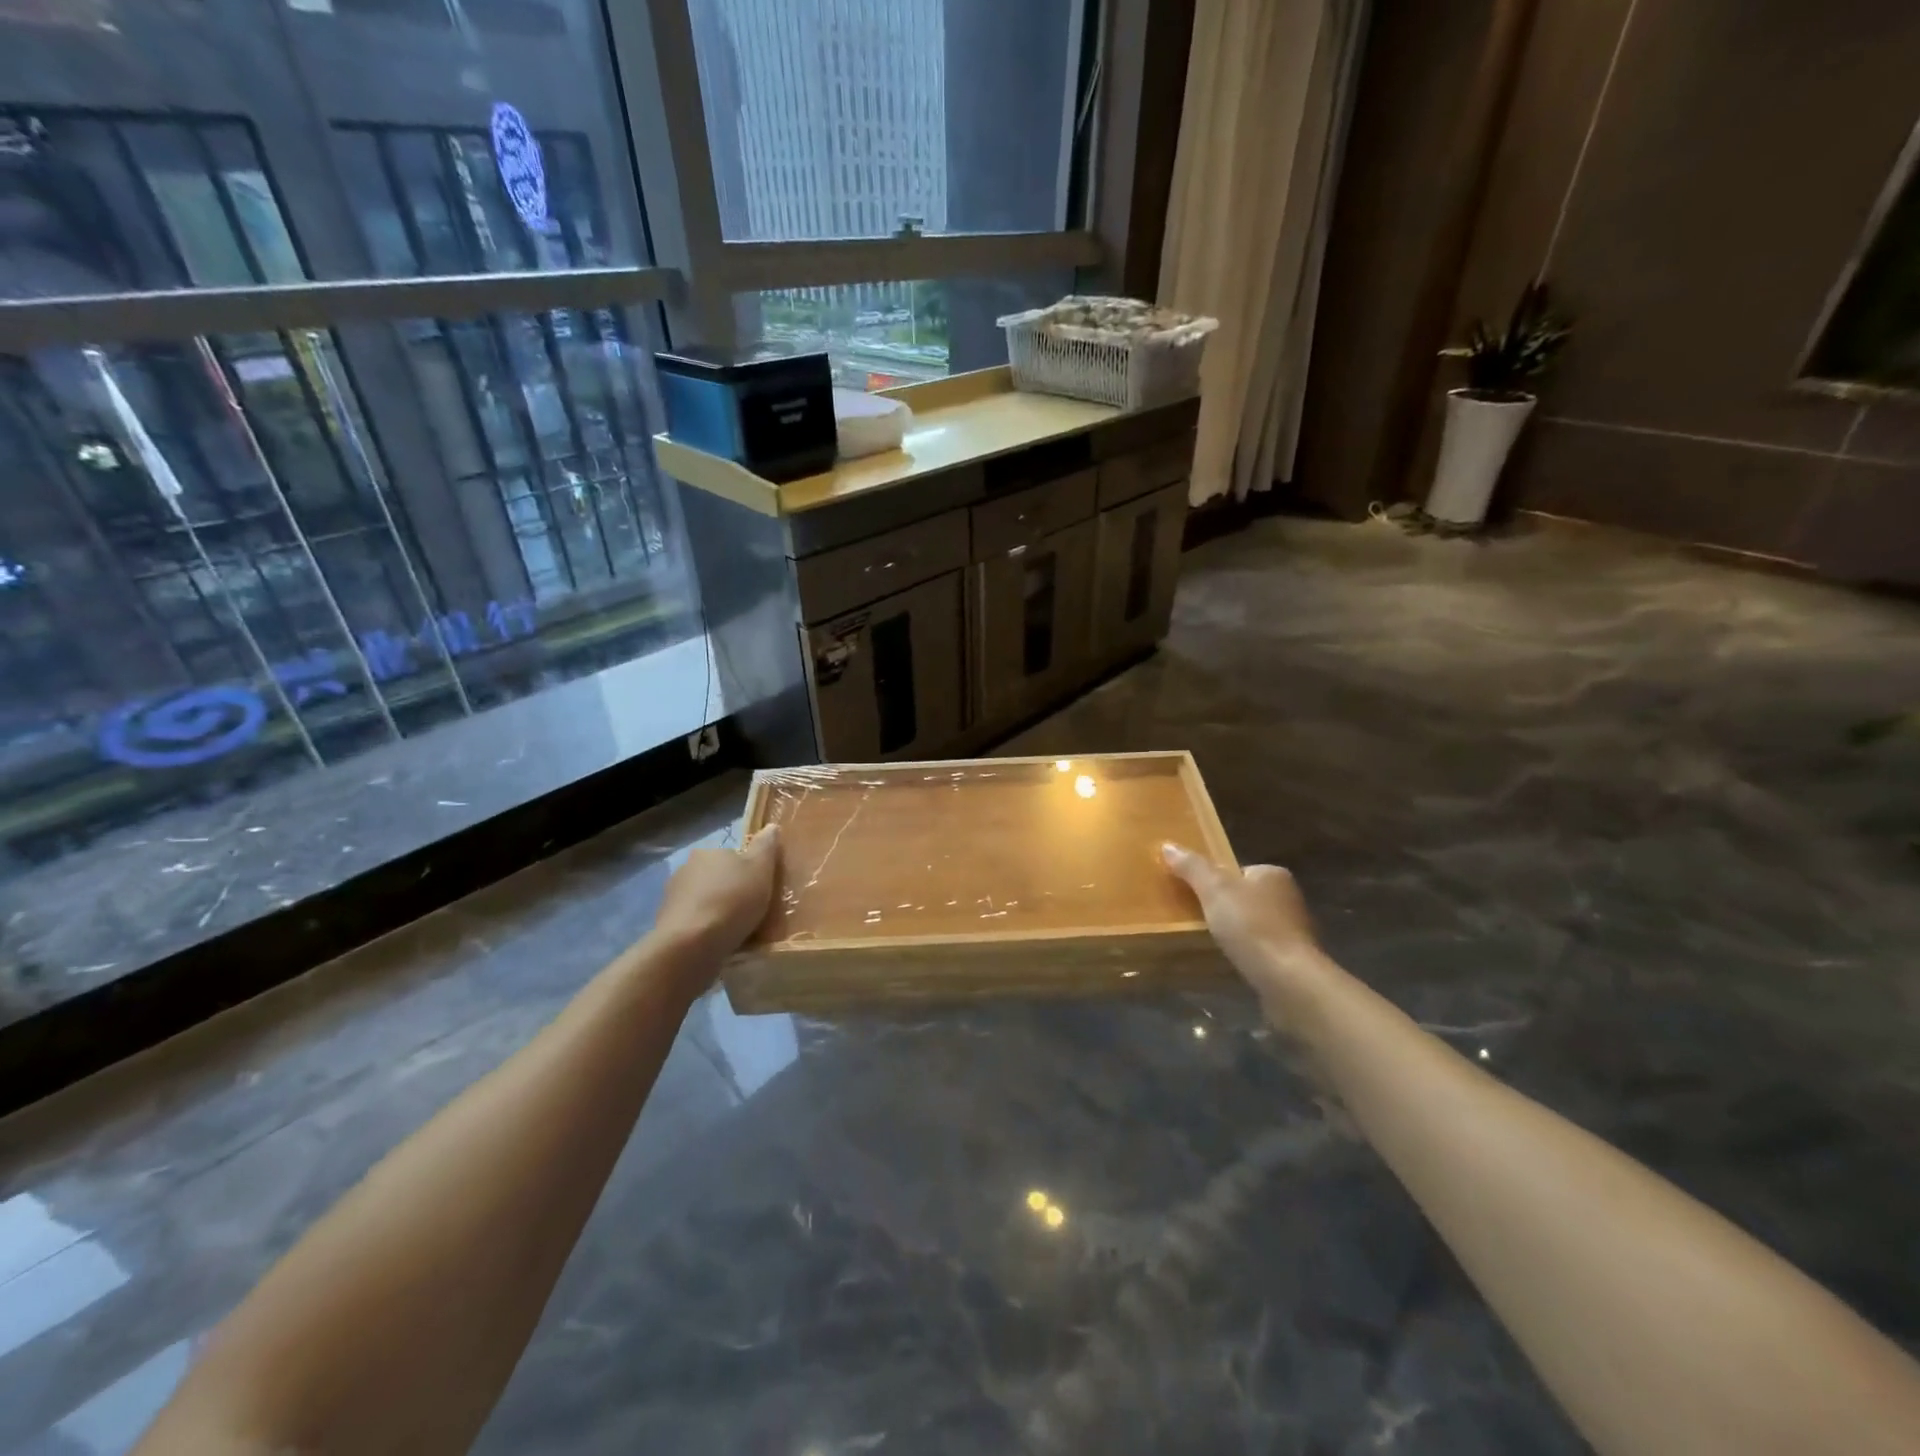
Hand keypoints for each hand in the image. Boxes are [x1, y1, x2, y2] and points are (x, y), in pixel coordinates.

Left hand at [651, 825, 781, 974]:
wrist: (691, 945)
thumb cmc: (732, 900)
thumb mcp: (760, 869)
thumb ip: (766, 847)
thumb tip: (771, 827)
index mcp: (708, 852)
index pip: (731, 857)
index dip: (747, 872)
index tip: (759, 890)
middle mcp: (685, 869)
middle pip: (715, 878)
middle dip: (729, 892)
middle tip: (750, 912)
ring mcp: (671, 898)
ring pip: (702, 901)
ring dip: (715, 912)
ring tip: (734, 932)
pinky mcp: (665, 926)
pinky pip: (692, 924)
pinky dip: (704, 930)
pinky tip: (717, 944)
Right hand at [1162, 843, 1327, 1010]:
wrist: (1289, 980)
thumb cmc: (1251, 926)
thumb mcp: (1214, 889)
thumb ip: (1192, 867)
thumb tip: (1168, 845)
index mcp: (1273, 874)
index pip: (1237, 870)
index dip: (1214, 880)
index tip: (1195, 895)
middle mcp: (1288, 897)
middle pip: (1244, 896)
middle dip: (1224, 907)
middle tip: (1197, 919)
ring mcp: (1293, 930)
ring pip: (1253, 923)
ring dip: (1235, 931)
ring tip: (1211, 942)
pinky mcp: (1293, 958)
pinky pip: (1261, 948)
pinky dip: (1246, 951)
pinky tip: (1233, 960)